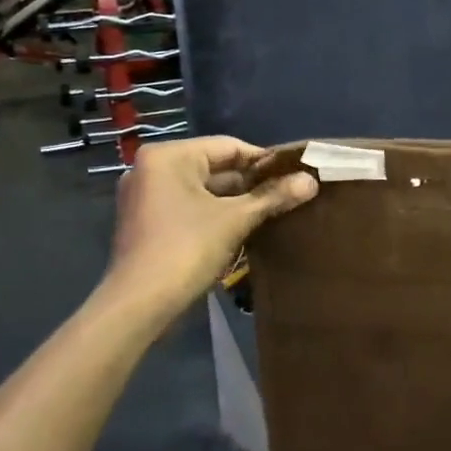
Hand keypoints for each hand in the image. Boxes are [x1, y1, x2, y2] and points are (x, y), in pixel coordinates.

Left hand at [104, 135, 317, 314]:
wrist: (139, 304)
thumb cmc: (186, 249)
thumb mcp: (236, 219)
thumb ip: (273, 196)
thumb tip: (311, 181)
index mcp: (168, 156)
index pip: (229, 147)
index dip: (266, 161)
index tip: (296, 174)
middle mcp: (152, 168)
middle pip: (214, 167)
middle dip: (251, 182)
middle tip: (289, 193)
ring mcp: (146, 196)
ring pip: (203, 189)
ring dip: (236, 200)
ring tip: (274, 210)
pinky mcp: (146, 221)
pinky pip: (189, 206)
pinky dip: (215, 213)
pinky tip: (244, 226)